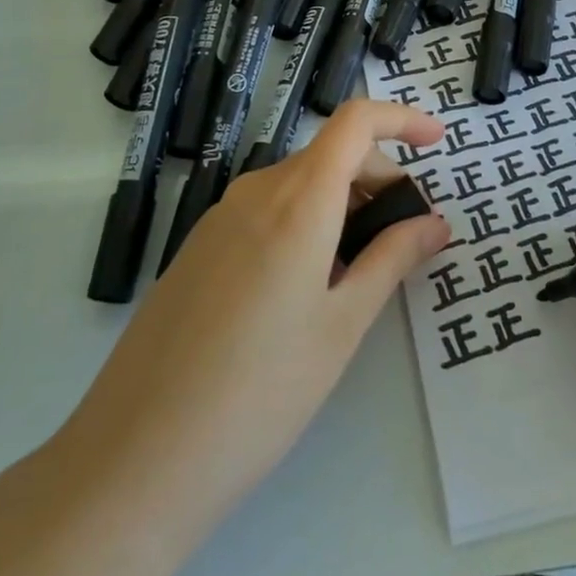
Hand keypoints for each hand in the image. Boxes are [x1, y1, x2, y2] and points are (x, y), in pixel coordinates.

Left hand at [49, 100, 448, 557]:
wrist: (137, 457)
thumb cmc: (260, 391)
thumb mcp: (342, 325)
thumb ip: (392, 259)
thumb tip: (434, 222)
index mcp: (297, 200)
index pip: (356, 123)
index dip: (401, 119)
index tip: (438, 142)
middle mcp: (255, 192)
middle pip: (330, 155)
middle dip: (379, 179)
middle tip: (407, 236)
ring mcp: (219, 218)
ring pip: (298, 184)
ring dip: (343, 203)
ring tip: (360, 270)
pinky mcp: (198, 248)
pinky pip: (266, 211)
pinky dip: (305, 221)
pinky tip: (307, 287)